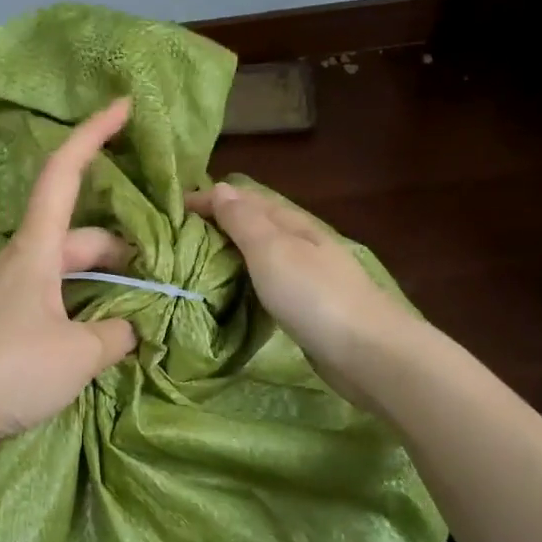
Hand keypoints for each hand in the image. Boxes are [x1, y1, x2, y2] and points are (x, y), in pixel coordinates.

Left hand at [0, 99, 138, 456]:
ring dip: (104, 282)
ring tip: (140, 307)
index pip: (64, 174)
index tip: (122, 105)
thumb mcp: (77, 354)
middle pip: (78, 236)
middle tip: (162, 273)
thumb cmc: (8, 369)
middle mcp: (20, 263)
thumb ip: (114, 335)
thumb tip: (129, 329)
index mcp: (36, 250)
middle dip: (122, 247)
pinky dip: (82, 307)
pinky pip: (52, 302)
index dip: (93, 134)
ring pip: (67, 273)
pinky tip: (100, 336)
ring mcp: (7, 296)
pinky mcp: (0, 326)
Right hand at [185, 181, 414, 408]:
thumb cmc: (314, 296)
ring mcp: (307, 276)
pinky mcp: (307, 308)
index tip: (172, 211)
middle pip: (253, 225)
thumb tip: (220, 188)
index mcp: (291, 223)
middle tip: (176, 239)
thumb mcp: (271, 250)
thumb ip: (244, 221)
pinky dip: (245, 281)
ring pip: (260, 255)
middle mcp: (300, 243)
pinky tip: (231, 293)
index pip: (244, 200)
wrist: (369, 353)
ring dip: (230, 254)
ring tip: (194, 264)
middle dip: (217, 225)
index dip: (209, 200)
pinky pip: (267, 283)